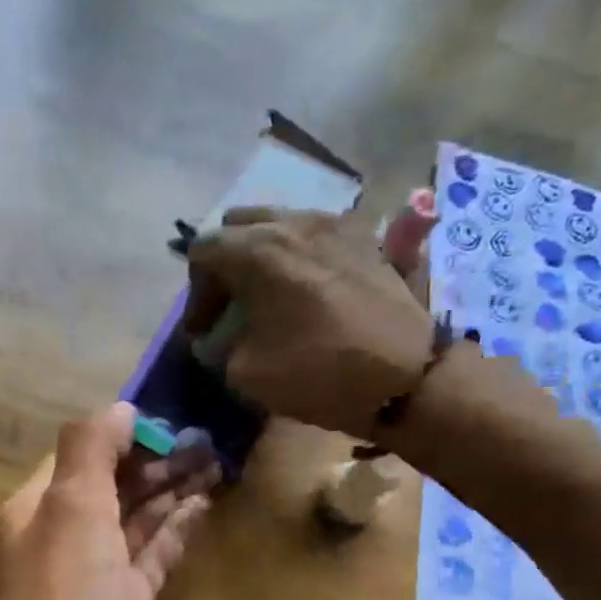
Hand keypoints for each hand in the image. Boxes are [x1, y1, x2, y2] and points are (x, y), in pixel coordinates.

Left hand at [0, 403, 217, 599]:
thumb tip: (121, 408)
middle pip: (116, 482)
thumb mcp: (71, 511)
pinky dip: (178, 529)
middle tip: (209, 433)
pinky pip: (156, 554)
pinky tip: (204, 505)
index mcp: (41, 507)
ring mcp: (100, 573)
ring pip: (139, 517)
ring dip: (173, 488)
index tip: (173, 410)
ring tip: (216, 458)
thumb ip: (91, 451)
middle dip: (157, 457)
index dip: (125, 431)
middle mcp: (67, 536)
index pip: (84, 452)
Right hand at [183, 196, 437, 439]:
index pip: (203, 250)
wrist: (406, 376)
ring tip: (268, 297)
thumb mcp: (246, 371)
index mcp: (257, 250)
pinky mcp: (365, 238)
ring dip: (261, 256)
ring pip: (279, 224)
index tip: (203, 331)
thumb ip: (218, 346)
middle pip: (239, 226)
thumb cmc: (318, 372)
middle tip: (230, 305)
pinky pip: (315, 234)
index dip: (195, 294)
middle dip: (225, 263)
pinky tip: (305, 291)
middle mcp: (293, 223)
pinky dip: (298, 255)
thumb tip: (215, 337)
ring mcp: (334, 225)